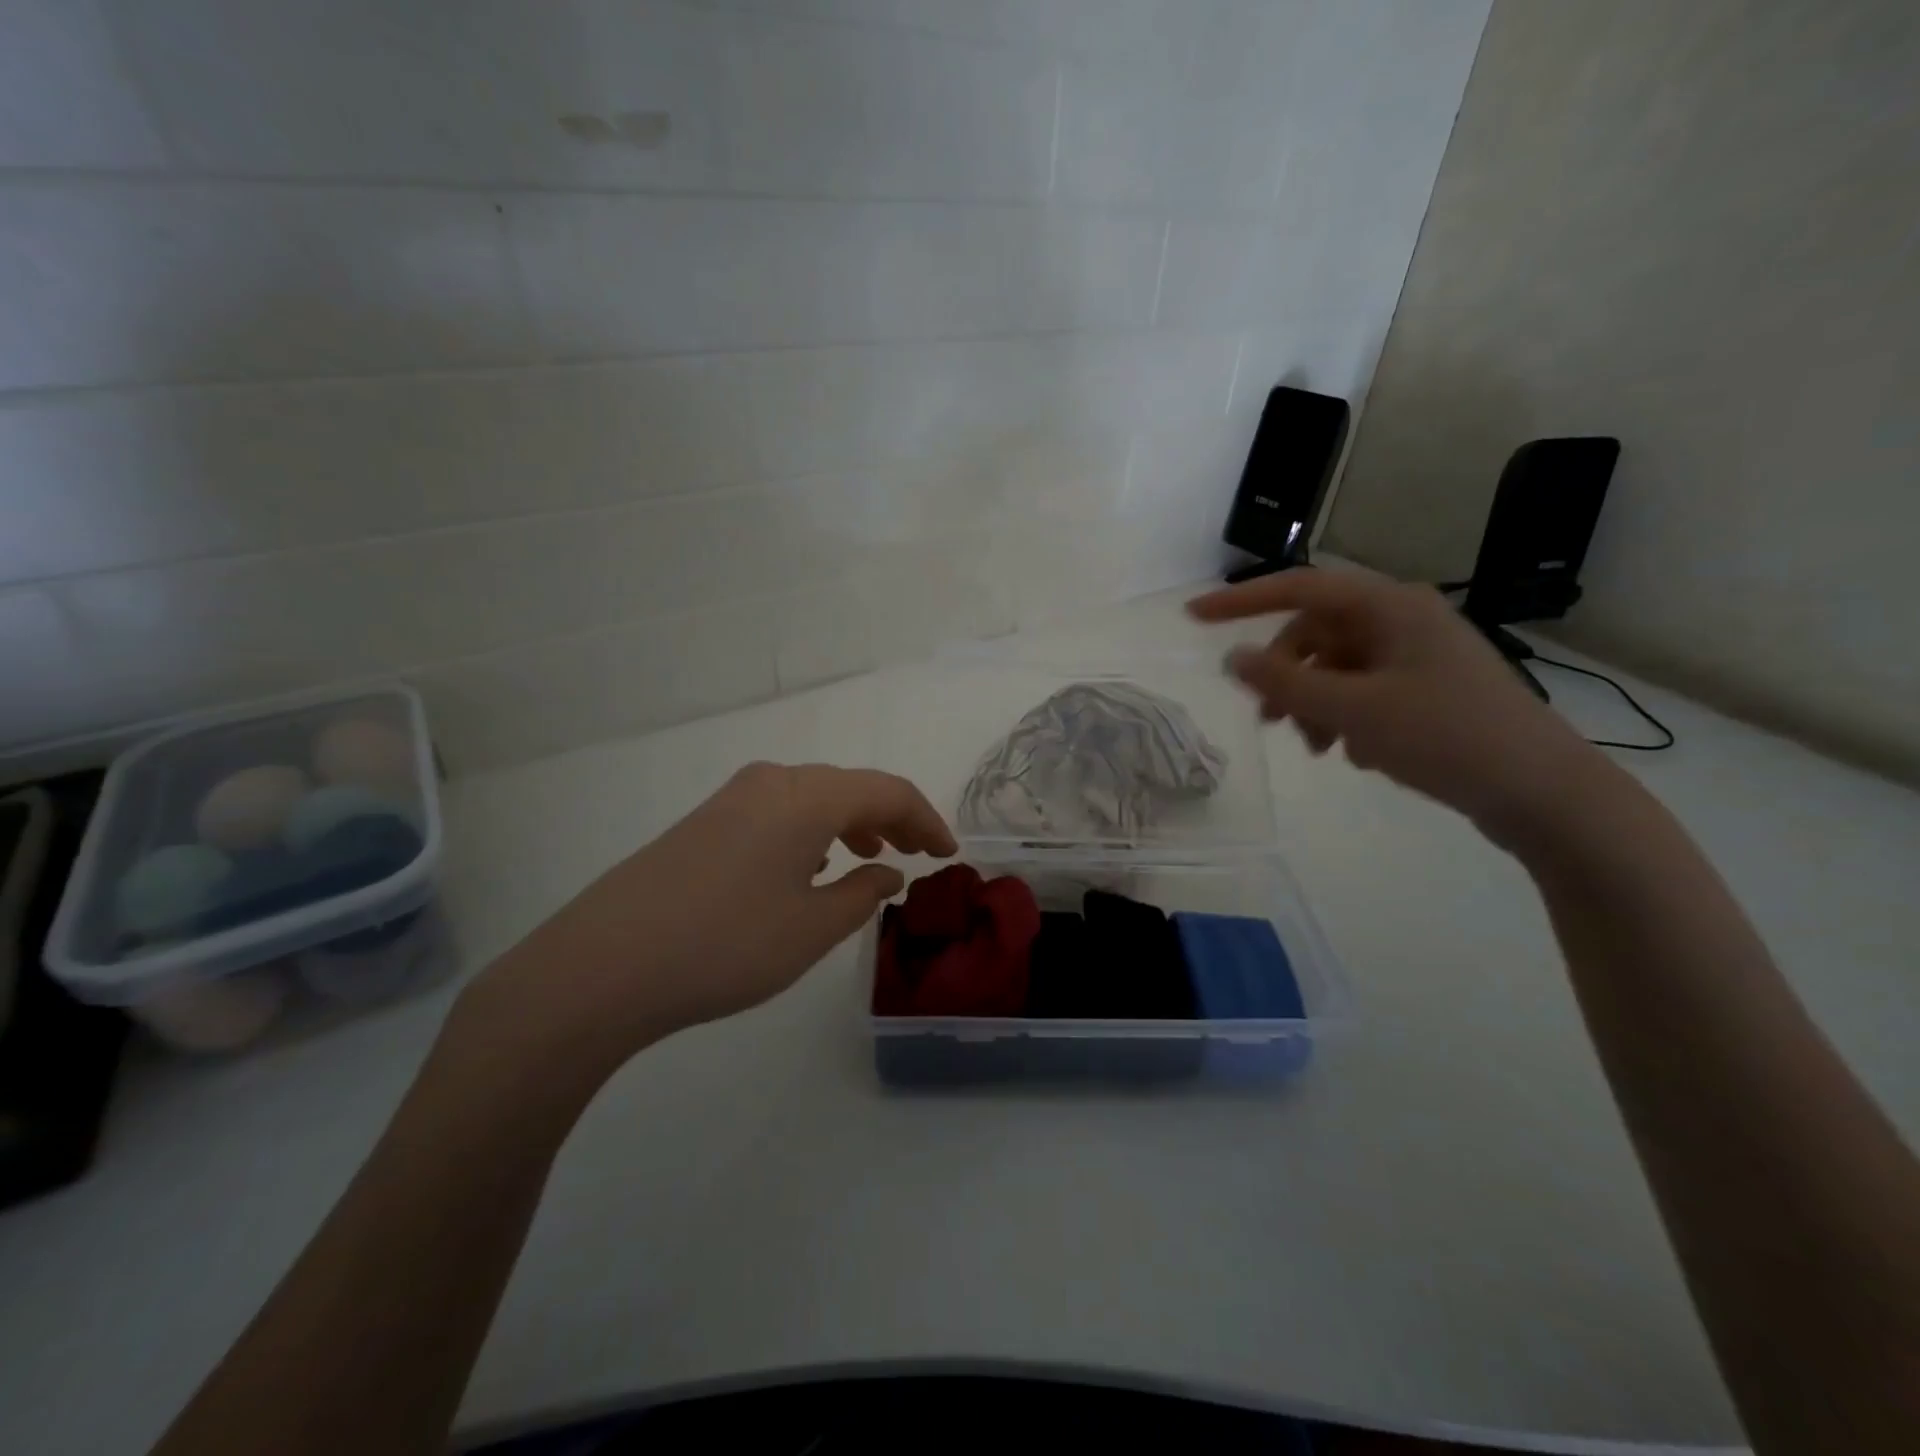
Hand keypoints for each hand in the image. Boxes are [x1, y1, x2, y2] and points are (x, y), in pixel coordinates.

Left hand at [460, 763, 955, 1076]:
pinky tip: (809, 865)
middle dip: (891, 819)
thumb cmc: (726, 945)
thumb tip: (889, 871)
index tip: (949, 854)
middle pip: (851, 787)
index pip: (888, 791)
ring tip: (871, 858)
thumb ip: (862, 893)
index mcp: (808, 796)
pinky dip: (811, 830)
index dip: (926, 820)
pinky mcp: (704, 821)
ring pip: (812, 797)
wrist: (603, 964)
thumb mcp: (811, 928)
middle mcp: (772, 781)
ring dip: (851, 822)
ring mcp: (732, 798)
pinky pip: (778, 811)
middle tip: (919, 854)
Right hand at [1188, 567, 1605, 839]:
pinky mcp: (1427, 689)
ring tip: (1314, 746)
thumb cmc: (1446, 736)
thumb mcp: (1354, 710)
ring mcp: (1417, 656)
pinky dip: (1342, 716)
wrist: (1543, 792)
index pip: (1299, 587)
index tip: (1193, 617)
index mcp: (1390, 607)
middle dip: (1284, 674)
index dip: (1241, 600)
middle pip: (1315, 633)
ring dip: (1311, 701)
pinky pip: (1362, 690)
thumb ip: (1285, 683)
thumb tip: (1232, 658)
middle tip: (1269, 718)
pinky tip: (1352, 752)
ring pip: (1336, 666)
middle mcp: (1402, 621)